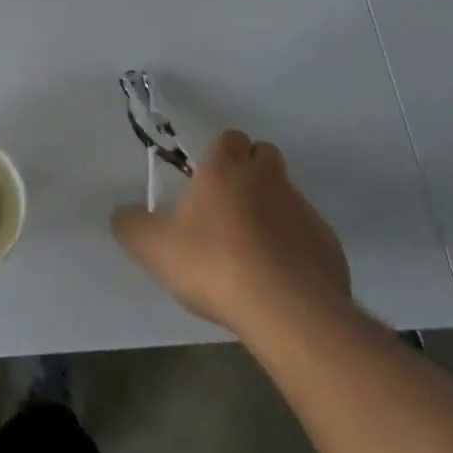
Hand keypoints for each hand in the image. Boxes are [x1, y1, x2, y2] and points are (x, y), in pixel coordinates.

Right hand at [112, 129, 351, 342]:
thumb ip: (132, 226)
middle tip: (230, 207)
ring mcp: (304, 212)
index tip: (207, 179)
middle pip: (265, 157)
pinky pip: (309, 237)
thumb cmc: (215, 265)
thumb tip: (121, 215)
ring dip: (273, 212)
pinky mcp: (330, 248)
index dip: (221, 154)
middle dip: (251, 172)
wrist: (290, 314)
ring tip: (254, 252)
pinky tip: (280, 280)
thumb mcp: (154, 248)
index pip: (230, 138)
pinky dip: (296, 249)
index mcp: (226, 169)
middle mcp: (268, 180)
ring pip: (287, 196)